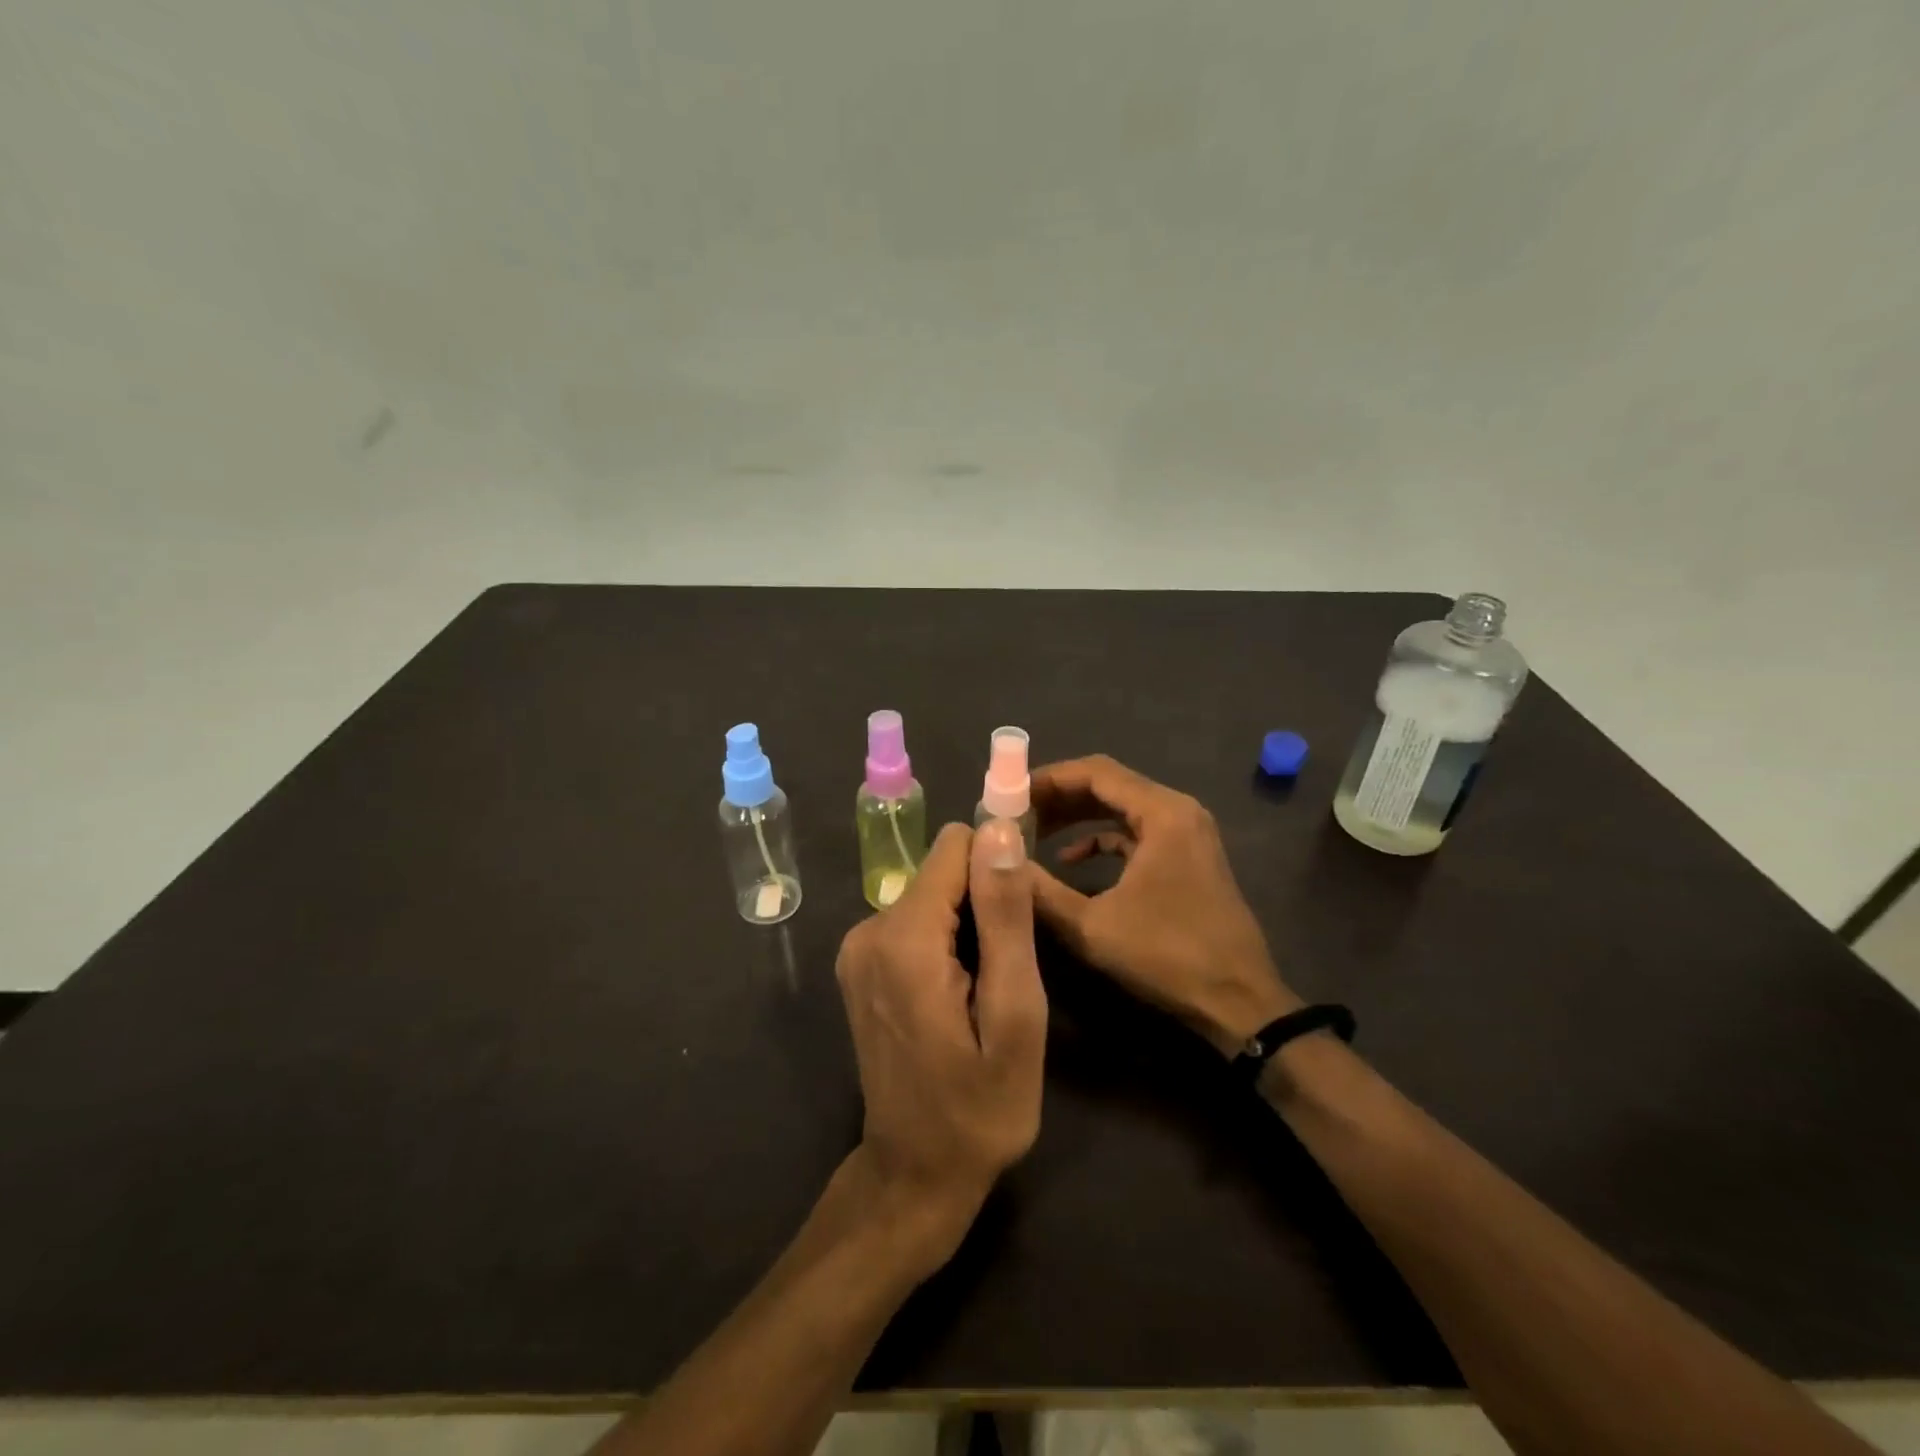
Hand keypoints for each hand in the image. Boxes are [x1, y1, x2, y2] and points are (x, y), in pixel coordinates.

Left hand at [834, 820, 1047, 1267]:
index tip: (1021, 914)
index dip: (998, 867)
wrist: (915, 1174)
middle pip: (943, 870)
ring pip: (932, 893)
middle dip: (983, 901)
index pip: (956, 845)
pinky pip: (914, 920)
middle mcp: (869, 928)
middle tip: (1006, 968)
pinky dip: (943, 940)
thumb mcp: (1015, 1015)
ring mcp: (857, 947)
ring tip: (984, 987)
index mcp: (904, 937)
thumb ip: (1005, 916)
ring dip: (966, 925)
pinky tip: (958, 992)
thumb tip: (1000, 830)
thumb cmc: (981, 1107)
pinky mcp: (860, 964)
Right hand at [1029, 754, 1299, 1055]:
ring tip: (1034, 833)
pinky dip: (1102, 839)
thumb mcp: (1091, 925)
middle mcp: (1178, 811)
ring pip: (1121, 808)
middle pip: (1108, 784)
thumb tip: (999, 862)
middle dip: (1059, 797)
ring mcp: (1186, 833)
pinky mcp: (1187, 857)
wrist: (1239, 1002)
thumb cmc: (1167, 955)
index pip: (1095, 772)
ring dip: (1078, 817)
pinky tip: (1072, 860)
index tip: (1009, 793)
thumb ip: (1040, 890)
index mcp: (1162, 813)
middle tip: (1016, 813)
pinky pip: (1136, 832)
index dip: (1048, 778)